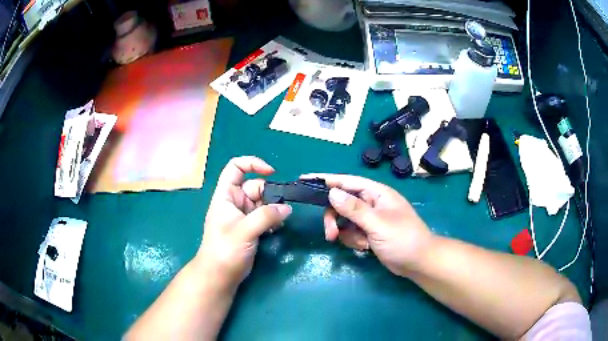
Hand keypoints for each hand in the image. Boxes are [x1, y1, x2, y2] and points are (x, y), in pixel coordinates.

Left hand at [196, 157, 291, 290]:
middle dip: (271, 194)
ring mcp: (243, 215)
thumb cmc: (225, 250)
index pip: (236, 167)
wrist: (220, 275)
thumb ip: (266, 217)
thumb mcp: (244, 231)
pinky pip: (265, 216)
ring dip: (274, 208)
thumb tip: (287, 208)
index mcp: (226, 195)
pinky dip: (273, 219)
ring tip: (281, 221)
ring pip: (263, 202)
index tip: (272, 173)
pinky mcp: (250, 228)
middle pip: (255, 186)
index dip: (252, 164)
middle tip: (284, 208)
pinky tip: (277, 229)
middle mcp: (235, 202)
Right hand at [306, 174, 433, 276]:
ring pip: (344, 220)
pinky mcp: (368, 233)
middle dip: (334, 219)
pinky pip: (351, 233)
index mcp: (377, 193)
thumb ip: (354, 209)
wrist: (418, 263)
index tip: (304, 179)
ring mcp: (370, 219)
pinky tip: (366, 248)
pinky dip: (354, 241)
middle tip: (330, 235)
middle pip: (341, 204)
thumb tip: (332, 193)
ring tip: (359, 245)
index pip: (347, 182)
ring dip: (346, 234)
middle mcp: (371, 203)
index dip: (326, 180)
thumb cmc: (403, 239)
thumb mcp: (378, 224)